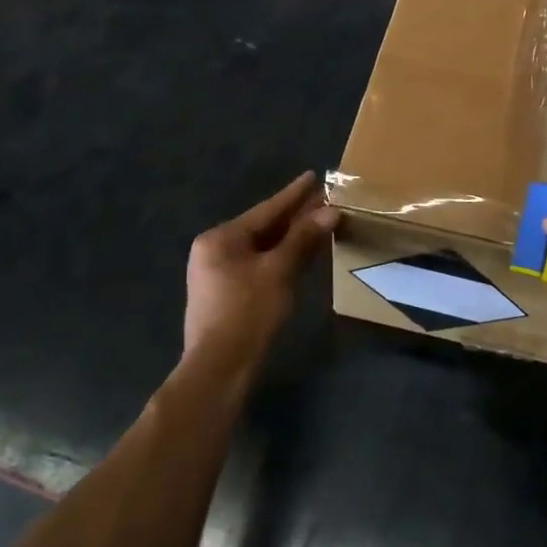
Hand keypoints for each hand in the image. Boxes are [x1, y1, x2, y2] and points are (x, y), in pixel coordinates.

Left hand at [185, 172, 337, 360]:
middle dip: (295, 217)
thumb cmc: (248, 313)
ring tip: (320, 222)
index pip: (266, 210)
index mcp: (220, 238)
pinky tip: (303, 254)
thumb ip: (303, 238)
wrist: (219, 371)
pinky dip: (282, 259)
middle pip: (263, 228)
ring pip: (263, 248)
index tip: (314, 176)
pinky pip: (259, 266)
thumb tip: (330, 211)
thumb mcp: (279, 271)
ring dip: (291, 239)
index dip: (294, 194)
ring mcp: (219, 275)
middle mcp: (215, 251)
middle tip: (324, 200)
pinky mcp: (227, 296)